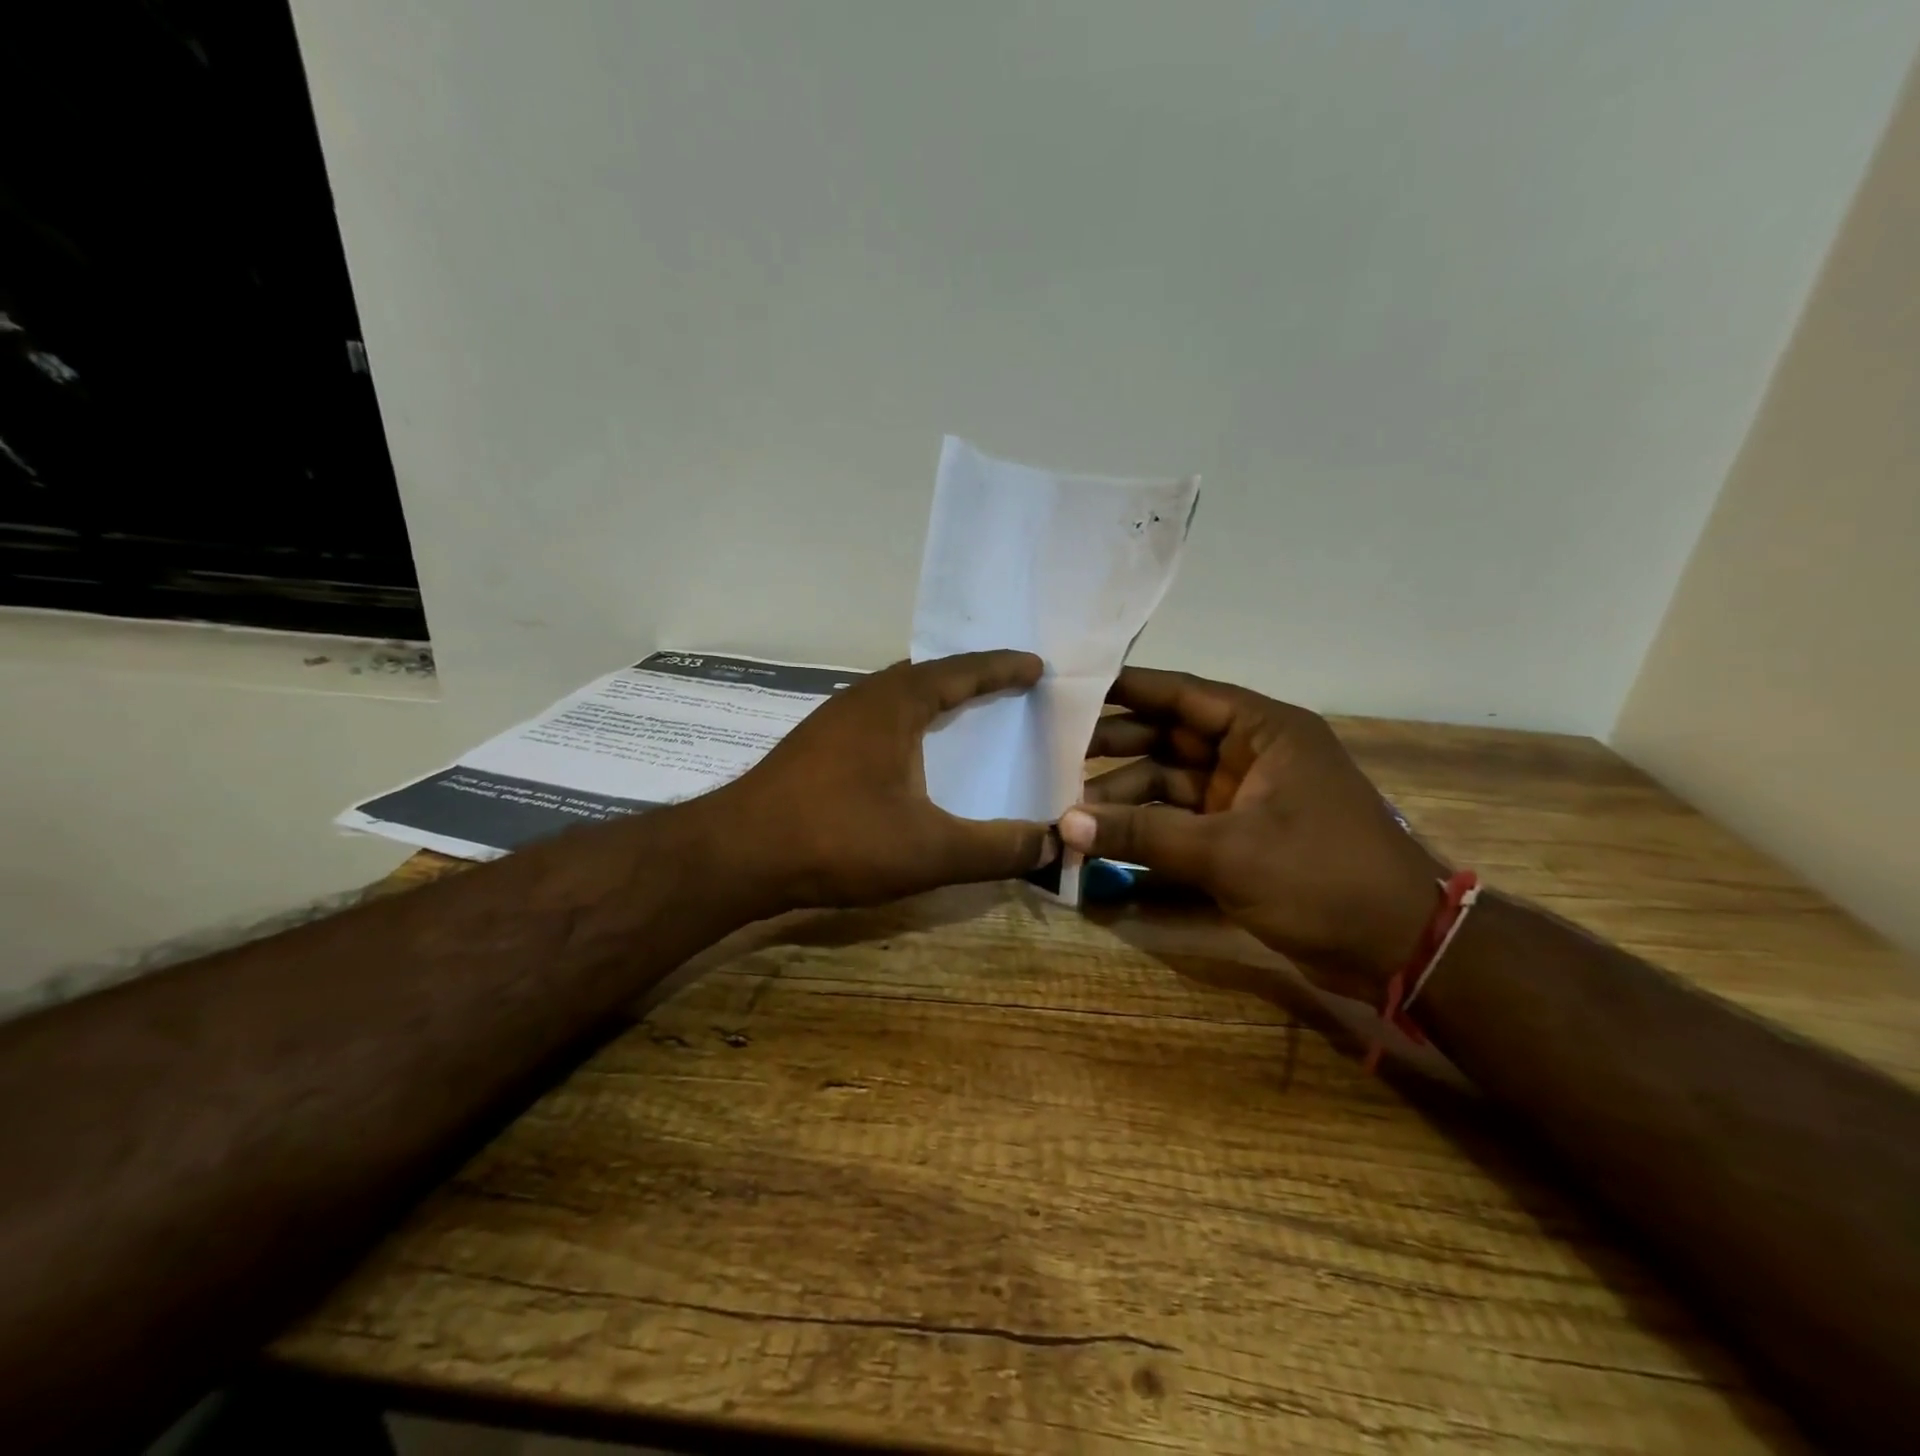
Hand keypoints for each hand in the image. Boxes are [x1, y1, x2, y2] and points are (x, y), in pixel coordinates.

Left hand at [716, 651, 1057, 910]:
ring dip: (936, 697)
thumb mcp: (929, 850)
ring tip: (968, 713)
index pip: (962, 670)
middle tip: (1009, 686)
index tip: (1037, 665)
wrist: (736, 854)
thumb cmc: (838, 839)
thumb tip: (1054, 844)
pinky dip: (909, 721)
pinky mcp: (816, 745)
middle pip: (929, 673)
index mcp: (896, 702)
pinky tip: (912, 753)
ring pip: (898, 694)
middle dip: (972, 676)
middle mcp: (865, 697)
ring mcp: (834, 719)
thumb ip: (995, 849)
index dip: (1003, 667)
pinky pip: (878, 716)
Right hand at [1061, 668, 1444, 994]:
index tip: (1073, 688)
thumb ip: (1144, 835)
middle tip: (1053, 753)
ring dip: (1125, 796)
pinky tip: (1102, 839)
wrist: (1400, 949)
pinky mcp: (1240, 837)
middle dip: (1115, 747)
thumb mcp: (1228, 852)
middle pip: (1169, 737)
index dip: (1127, 689)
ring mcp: (1245, 798)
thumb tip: (1066, 824)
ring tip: (1069, 809)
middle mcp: (1252, 755)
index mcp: (1264, 731)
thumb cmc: (1322, 878)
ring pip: (1170, 783)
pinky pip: (1180, 821)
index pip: (1183, 694)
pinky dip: (1146, 830)